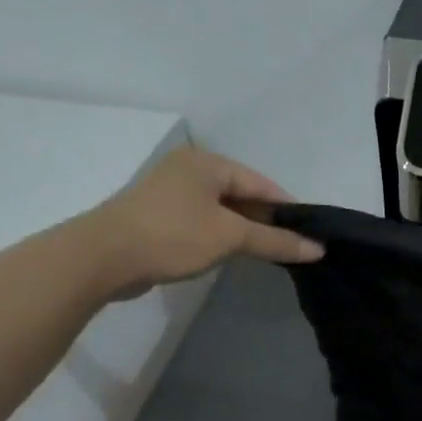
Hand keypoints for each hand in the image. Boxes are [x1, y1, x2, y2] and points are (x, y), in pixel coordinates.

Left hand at [87, 146, 322, 298]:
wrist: (103, 257)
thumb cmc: (172, 236)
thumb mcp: (231, 237)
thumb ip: (276, 241)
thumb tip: (318, 249)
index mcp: (207, 163)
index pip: (262, 183)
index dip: (288, 209)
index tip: (310, 234)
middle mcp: (189, 169)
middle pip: (242, 194)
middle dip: (267, 220)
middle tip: (293, 247)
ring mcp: (171, 192)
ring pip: (223, 209)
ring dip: (246, 230)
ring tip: (269, 253)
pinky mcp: (160, 216)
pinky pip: (204, 221)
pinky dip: (223, 235)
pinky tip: (234, 254)